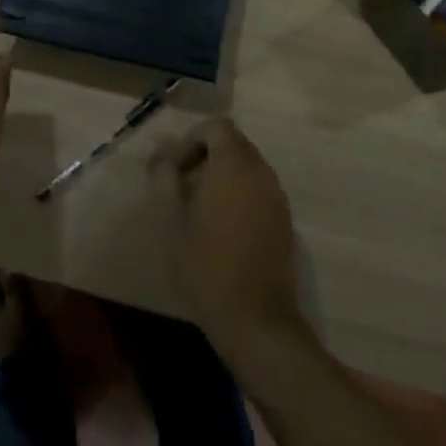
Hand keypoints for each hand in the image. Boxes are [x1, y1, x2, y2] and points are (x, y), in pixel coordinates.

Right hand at [151, 119, 307, 361]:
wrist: (256, 319)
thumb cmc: (206, 265)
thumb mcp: (173, 220)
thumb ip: (166, 177)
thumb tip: (160, 151)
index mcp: (234, 165)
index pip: (216, 126)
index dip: (191, 139)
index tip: (173, 168)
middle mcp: (261, 171)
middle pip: (233, 143)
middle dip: (205, 154)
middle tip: (180, 185)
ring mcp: (276, 196)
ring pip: (247, 166)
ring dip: (222, 174)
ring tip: (198, 207)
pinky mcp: (284, 219)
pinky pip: (258, 188)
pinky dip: (238, 192)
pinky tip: (221, 225)